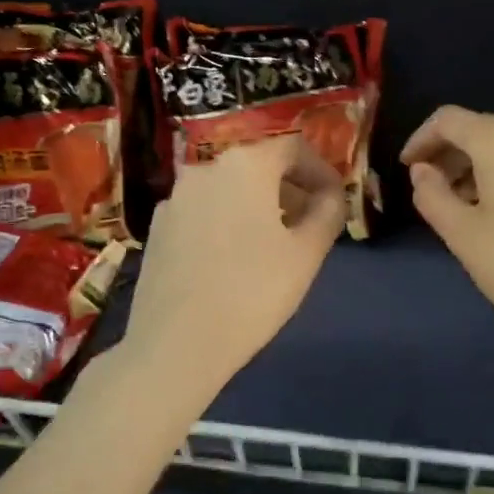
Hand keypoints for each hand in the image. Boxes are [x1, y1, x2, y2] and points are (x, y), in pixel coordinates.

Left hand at [122, 134, 344, 391]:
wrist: (175, 344)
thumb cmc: (252, 292)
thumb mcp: (307, 253)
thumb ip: (328, 212)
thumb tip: (332, 196)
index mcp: (245, 165)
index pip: (294, 149)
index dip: (322, 172)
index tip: (336, 202)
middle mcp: (205, 168)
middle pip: (259, 166)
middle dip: (291, 189)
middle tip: (311, 224)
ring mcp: (175, 198)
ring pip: (229, 189)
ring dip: (259, 206)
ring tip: (276, 244)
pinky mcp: (157, 228)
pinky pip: (204, 211)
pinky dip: (227, 221)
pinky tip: (235, 260)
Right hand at [401, 106, 493, 360]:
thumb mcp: (463, 236)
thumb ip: (432, 194)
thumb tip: (424, 171)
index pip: (449, 120)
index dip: (421, 139)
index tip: (408, 168)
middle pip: (485, 130)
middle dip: (453, 156)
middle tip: (436, 192)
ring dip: (484, 168)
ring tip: (471, 209)